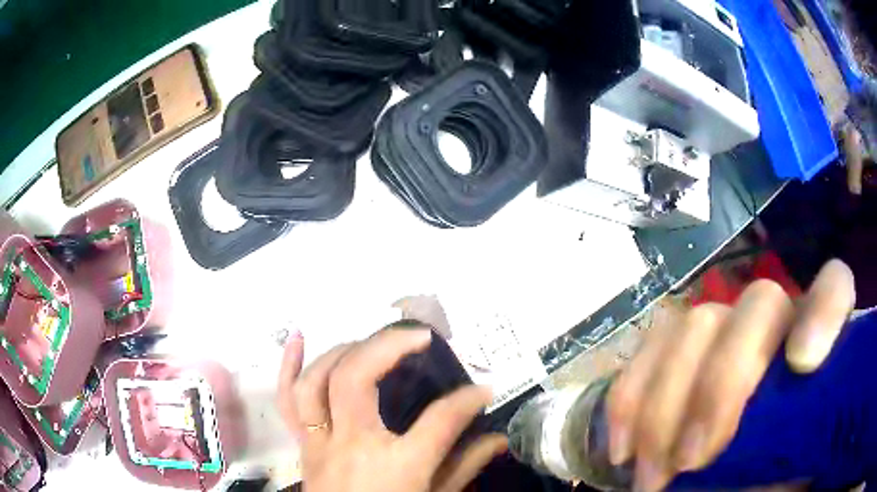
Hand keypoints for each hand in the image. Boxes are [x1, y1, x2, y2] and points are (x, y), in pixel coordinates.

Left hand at [276, 328, 507, 491]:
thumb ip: (464, 468)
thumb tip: (498, 439)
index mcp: (397, 465)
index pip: (440, 419)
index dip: (467, 399)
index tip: (483, 388)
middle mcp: (353, 445)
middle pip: (357, 380)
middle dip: (388, 347)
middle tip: (417, 337)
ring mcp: (320, 442)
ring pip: (316, 382)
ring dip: (342, 351)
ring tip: (369, 341)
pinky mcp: (303, 444)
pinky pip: (286, 401)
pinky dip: (288, 366)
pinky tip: (298, 338)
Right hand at [607, 260, 855, 490]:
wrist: (715, 475)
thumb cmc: (766, 475)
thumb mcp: (784, 474)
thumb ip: (789, 460)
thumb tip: (762, 474)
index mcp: (816, 346)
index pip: (834, 288)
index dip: (824, 309)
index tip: (803, 363)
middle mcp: (774, 322)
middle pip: (759, 303)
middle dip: (722, 384)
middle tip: (692, 461)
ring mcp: (722, 328)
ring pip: (695, 327)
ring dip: (666, 411)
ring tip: (654, 478)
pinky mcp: (674, 346)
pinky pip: (646, 353)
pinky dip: (629, 404)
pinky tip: (625, 451)